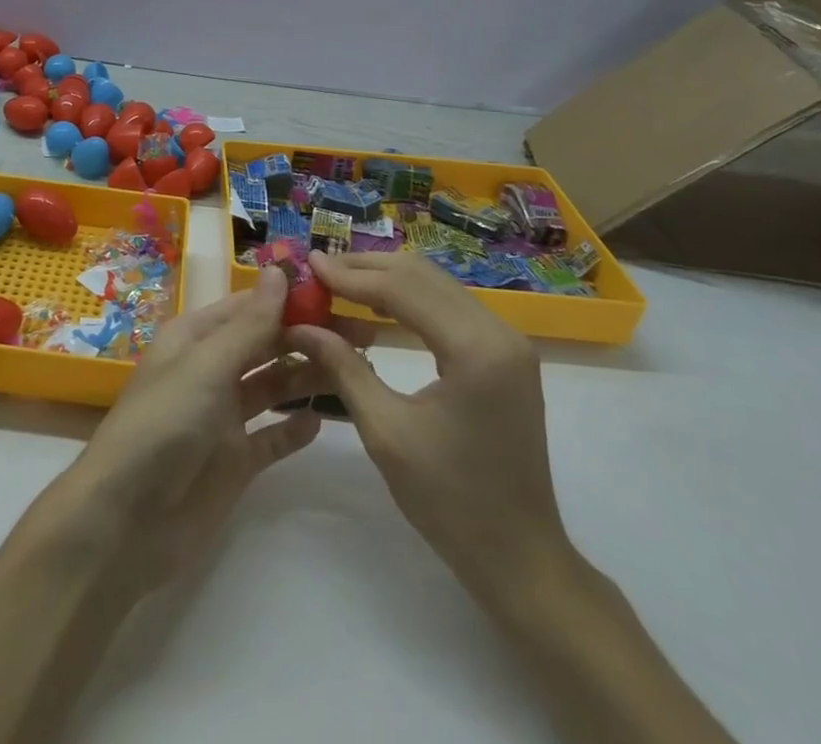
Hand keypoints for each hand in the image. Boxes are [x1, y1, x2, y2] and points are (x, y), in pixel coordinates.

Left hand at [53, 265, 324, 591]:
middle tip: (361, 334)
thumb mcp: (207, 366)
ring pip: (271, 387)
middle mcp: (209, 371)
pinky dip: (294, 428)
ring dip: (305, 376)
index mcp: (194, 339)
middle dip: (305, 337)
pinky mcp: (234, 462)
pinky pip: (271, 437)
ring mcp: (222, 418)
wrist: (128, 520)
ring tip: (354, 368)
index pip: (247, 307)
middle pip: (263, 345)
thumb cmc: (164, 424)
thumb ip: (249, 325)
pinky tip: (324, 420)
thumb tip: (279, 271)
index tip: (335, 293)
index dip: (287, 299)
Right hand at [286, 251, 572, 606]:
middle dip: (366, 268)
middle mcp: (499, 332)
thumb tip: (299, 325)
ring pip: (437, 284)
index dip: (350, 275)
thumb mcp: (385, 432)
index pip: (402, 289)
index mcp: (476, 350)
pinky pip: (450, 305)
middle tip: (319, 269)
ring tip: (339, 283)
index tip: (308, 262)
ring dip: (387, 279)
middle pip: (422, 275)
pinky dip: (410, 298)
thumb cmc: (450, 502)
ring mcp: (508, 341)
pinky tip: (377, 307)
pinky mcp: (505, 353)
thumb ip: (342, 367)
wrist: (520, 558)